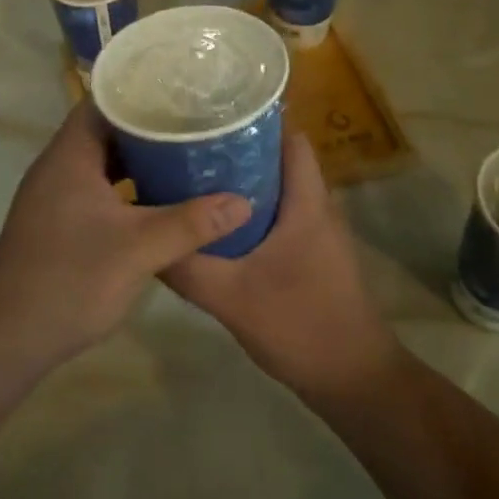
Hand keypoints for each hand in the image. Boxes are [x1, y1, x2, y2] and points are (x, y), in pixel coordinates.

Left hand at [0, 102, 251, 368]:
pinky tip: (157, 200)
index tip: (179, 91)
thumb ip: (191, 223)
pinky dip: (125, 187)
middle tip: (192, 124)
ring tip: (183, 156)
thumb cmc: (71, 278)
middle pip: (104, 130)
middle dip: (146, 127)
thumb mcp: (139, 249)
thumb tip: (243, 202)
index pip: (103, 102)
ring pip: (101, 162)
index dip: (139, 92)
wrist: (9, 335)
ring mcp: (54, 195)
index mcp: (70, 155)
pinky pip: (96, 188)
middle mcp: (58, 166)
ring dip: (137, 159)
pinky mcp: (57, 221)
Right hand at [163, 132, 398, 398]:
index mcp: (307, 203)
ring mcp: (317, 234)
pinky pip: (277, 215)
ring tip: (194, 176)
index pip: (290, 138)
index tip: (212, 114)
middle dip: (237, 148)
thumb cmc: (302, 327)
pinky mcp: (311, 256)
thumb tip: (142, 238)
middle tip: (189, 145)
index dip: (256, 120)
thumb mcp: (232, 298)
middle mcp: (317, 209)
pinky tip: (214, 224)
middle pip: (278, 159)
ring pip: (276, 189)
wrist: (356, 384)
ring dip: (241, 181)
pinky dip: (248, 210)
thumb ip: (187, 267)